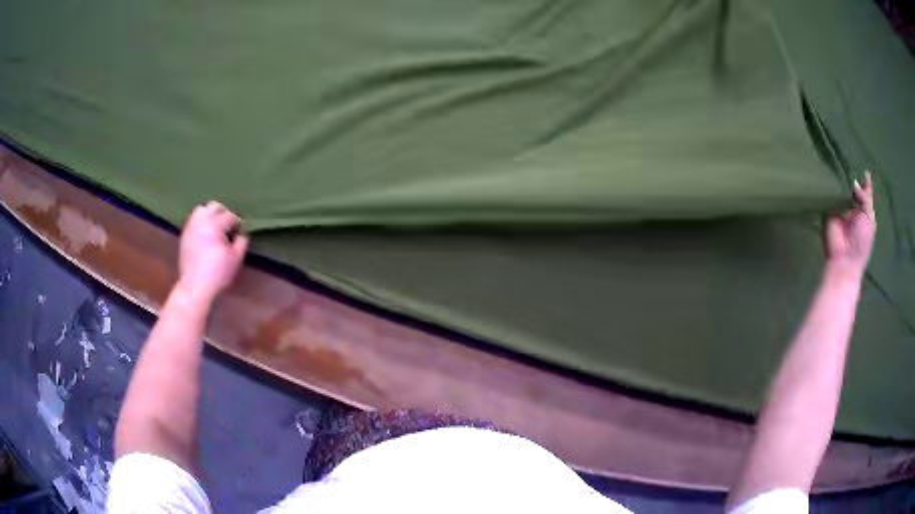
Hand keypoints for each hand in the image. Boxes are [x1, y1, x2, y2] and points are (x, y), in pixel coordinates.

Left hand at [177, 201, 248, 302]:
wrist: (195, 286)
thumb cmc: (217, 273)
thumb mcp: (235, 260)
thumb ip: (241, 243)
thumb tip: (242, 234)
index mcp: (215, 225)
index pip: (230, 216)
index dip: (238, 223)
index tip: (241, 231)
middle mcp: (201, 221)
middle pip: (214, 206)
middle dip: (224, 213)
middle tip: (229, 225)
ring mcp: (191, 227)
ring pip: (201, 210)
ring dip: (210, 215)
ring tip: (215, 227)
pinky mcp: (184, 235)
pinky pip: (193, 221)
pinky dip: (201, 223)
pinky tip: (205, 234)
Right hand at [825, 172, 875, 276]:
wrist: (845, 259)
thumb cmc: (861, 243)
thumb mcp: (869, 220)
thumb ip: (865, 199)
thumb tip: (854, 183)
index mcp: (864, 213)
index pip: (865, 195)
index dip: (866, 184)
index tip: (866, 172)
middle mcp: (852, 209)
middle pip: (852, 190)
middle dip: (851, 179)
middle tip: (849, 165)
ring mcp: (840, 210)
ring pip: (841, 191)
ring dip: (841, 182)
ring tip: (839, 167)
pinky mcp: (829, 211)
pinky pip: (829, 196)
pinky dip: (830, 188)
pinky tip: (830, 178)